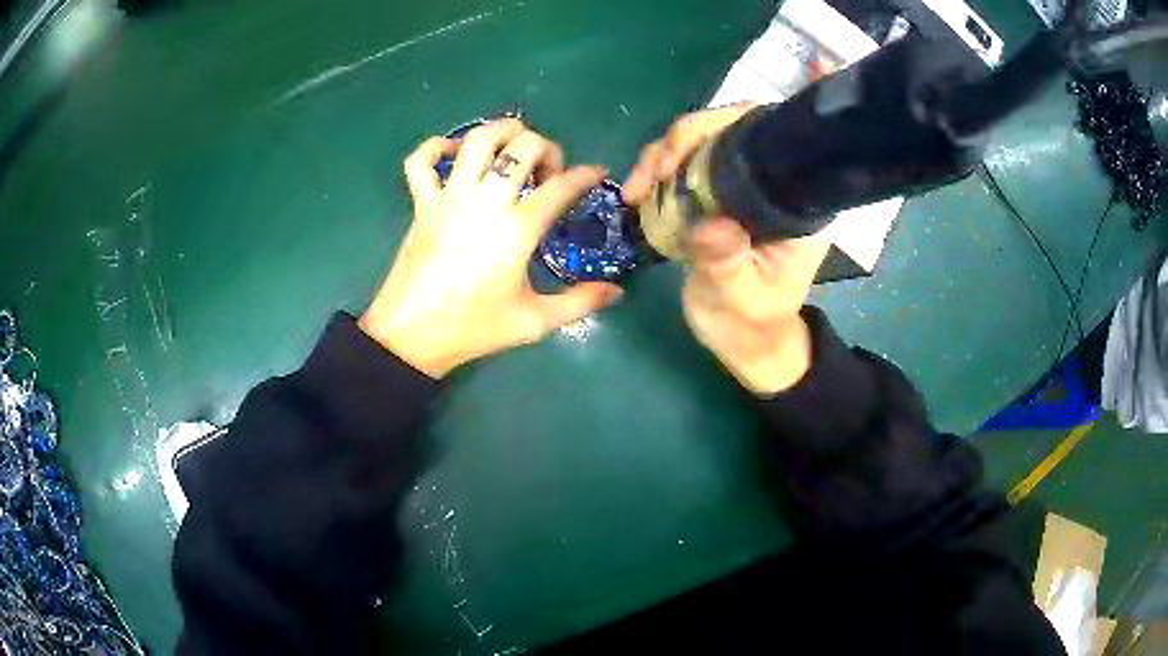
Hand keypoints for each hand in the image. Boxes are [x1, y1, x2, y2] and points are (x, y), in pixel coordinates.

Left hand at [360, 119, 622, 378]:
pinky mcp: (422, 203)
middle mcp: (485, 200)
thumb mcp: (533, 322)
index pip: (562, 185)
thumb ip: (580, 303)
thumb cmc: (473, 328)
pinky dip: (436, 146)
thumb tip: (617, 292)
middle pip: (523, 146)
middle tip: (549, 171)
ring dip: (502, 131)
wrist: (410, 336)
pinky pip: (421, 160)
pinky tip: (454, 153)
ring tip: (513, 145)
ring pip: (477, 139)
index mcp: (517, 228)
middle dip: (547, 148)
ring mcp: (449, 197)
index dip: (587, 174)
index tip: (597, 173)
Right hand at [625, 104, 827, 394]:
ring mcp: (741, 187)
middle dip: (683, 140)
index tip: (682, 155)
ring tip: (635, 191)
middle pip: (728, 129)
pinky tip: (637, 194)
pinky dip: (656, 172)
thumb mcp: (742, 300)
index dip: (724, 127)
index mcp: (795, 204)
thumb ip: (728, 264)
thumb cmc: (753, 325)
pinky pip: (685, 168)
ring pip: (701, 143)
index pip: (769, 139)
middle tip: (650, 175)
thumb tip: (709, 224)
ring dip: (661, 155)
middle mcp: (771, 185)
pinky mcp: (717, 197)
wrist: (746, 343)